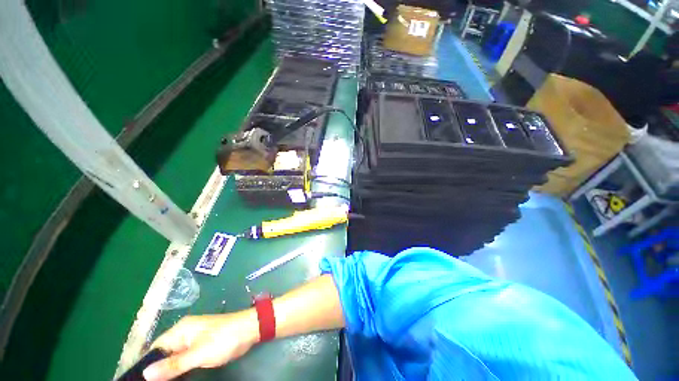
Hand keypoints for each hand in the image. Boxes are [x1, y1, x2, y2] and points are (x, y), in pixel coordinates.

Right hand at [143, 310, 258, 380]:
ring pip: (173, 356)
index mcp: (181, 330)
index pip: (155, 347)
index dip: (146, 364)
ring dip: (168, 370)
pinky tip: (175, 380)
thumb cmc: (225, 339)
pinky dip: (179, 368)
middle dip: (157, 369)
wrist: (249, 329)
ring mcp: (194, 339)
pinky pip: (184, 358)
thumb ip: (173, 364)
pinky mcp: (201, 345)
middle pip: (163, 353)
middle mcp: (184, 332)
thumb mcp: (198, 353)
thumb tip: (145, 373)